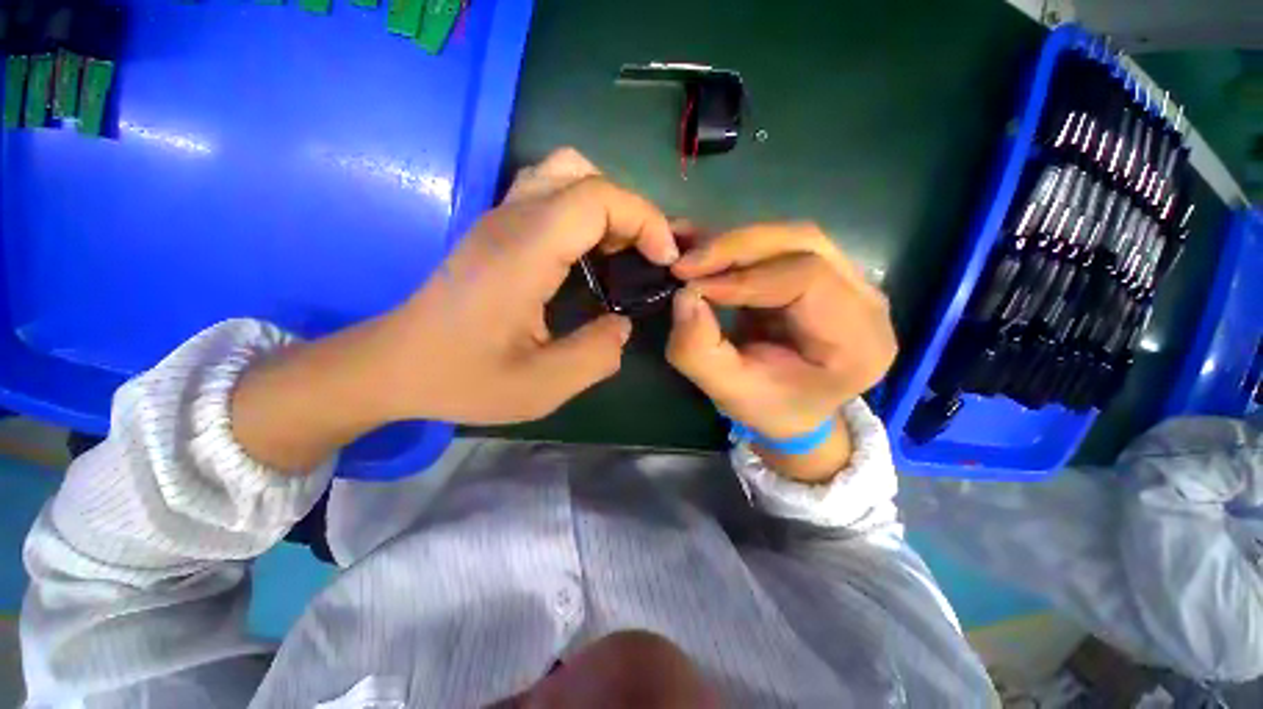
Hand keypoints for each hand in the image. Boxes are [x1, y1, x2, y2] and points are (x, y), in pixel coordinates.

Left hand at [378, 148, 677, 423]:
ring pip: (563, 173)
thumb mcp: (543, 386)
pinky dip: (582, 211)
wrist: (396, 366)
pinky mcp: (496, 229)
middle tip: (643, 255)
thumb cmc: (463, 378)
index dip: (644, 219)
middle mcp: (512, 220)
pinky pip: (548, 193)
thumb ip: (597, 355)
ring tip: (619, 251)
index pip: (597, 197)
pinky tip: (587, 254)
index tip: (663, 260)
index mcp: (524, 252)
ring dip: (605, 205)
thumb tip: (622, 325)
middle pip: (583, 173)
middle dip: (629, 209)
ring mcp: (499, 219)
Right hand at [666, 223, 895, 480]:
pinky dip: (739, 247)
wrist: (794, 410)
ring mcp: (850, 280)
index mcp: (858, 340)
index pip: (808, 279)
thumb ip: (700, 352)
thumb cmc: (769, 407)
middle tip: (686, 264)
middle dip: (736, 248)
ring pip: (791, 237)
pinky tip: (706, 249)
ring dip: (735, 245)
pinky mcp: (825, 272)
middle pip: (804, 243)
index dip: (744, 278)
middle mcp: (866, 300)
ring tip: (692, 258)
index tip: (693, 287)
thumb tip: (684, 296)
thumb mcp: (729, 391)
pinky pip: (781, 245)